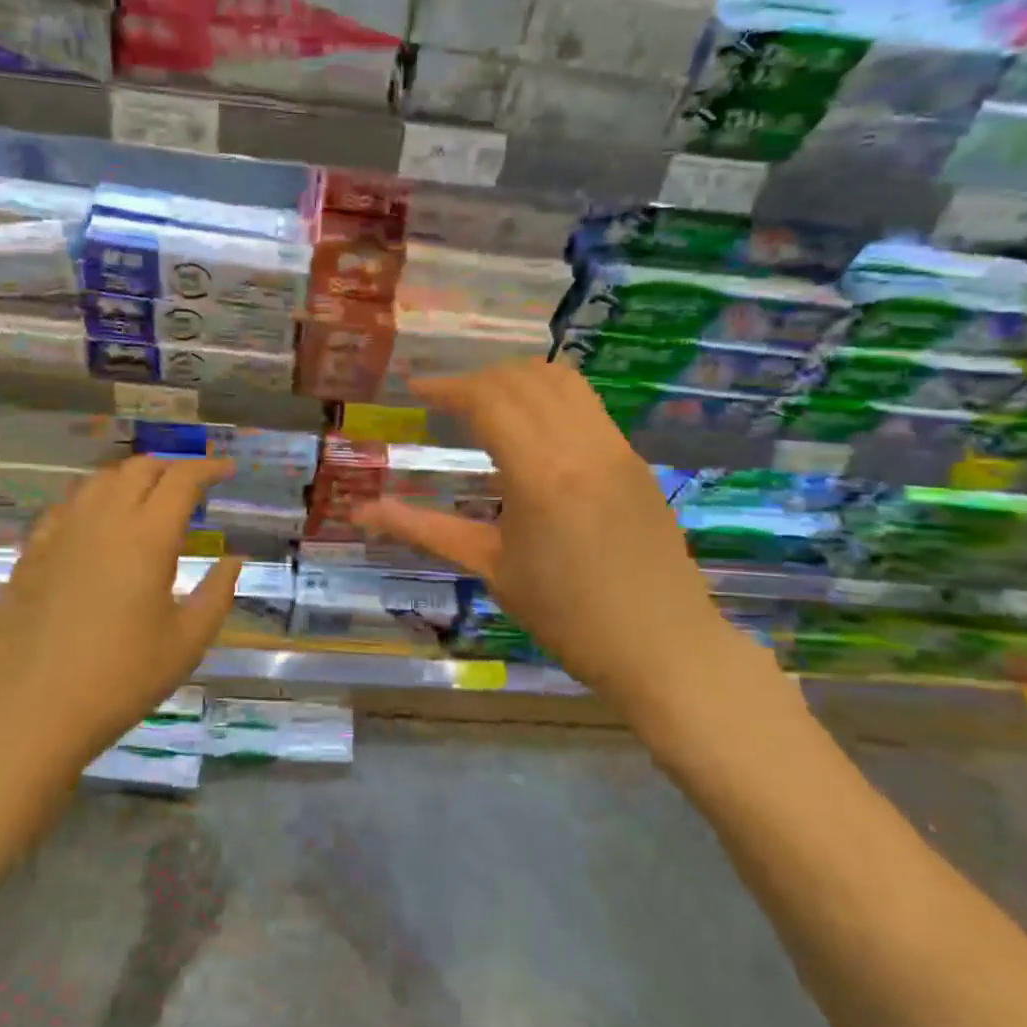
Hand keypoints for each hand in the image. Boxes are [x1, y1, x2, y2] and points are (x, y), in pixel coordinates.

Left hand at [0, 456, 240, 770]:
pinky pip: (67, 506)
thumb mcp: (187, 643)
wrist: (28, 713)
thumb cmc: (119, 680)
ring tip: (147, 500)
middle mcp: (103, 520)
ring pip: (99, 480)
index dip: (209, 468)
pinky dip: (94, 501)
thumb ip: (217, 594)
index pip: (182, 480)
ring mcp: (60, 532)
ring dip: (131, 478)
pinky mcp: (31, 552)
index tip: (228, 470)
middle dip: (171, 468)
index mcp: (147, 537)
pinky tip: (97, 527)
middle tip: (191, 487)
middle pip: (139, 468)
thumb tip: (233, 560)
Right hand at [354, 361, 784, 758]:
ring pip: (562, 380)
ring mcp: (615, 447)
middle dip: (477, 379)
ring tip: (487, 401)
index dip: (447, 387)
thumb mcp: (491, 569)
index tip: (416, 390)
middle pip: (523, 378)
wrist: (664, 648)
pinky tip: (533, 427)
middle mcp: (580, 445)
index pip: (488, 399)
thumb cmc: (567, 617)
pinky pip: (587, 404)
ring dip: (517, 378)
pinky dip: (550, 395)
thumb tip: (362, 514)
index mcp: (539, 473)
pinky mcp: (634, 458)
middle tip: (445, 401)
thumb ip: (424, 530)